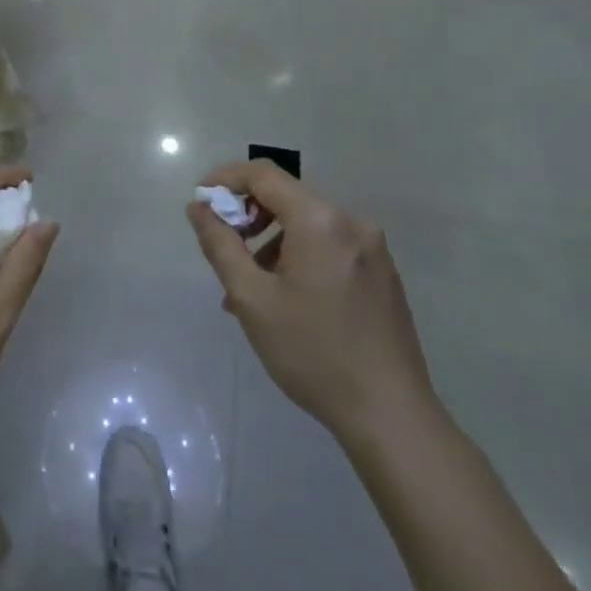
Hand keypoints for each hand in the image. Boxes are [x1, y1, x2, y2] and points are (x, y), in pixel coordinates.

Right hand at [188, 160, 433, 445]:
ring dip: (272, 240)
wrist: (391, 415)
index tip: (202, 202)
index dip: (226, 179)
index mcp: (320, 220)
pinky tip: (287, 298)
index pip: (263, 175)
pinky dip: (300, 255)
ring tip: (251, 286)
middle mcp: (351, 221)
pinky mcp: (383, 272)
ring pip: (308, 223)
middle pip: (287, 196)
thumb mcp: (251, 298)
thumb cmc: (312, 353)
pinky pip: (330, 245)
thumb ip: (220, 244)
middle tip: (224, 247)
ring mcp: (373, 247)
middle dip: (248, 214)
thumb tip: (199, 207)